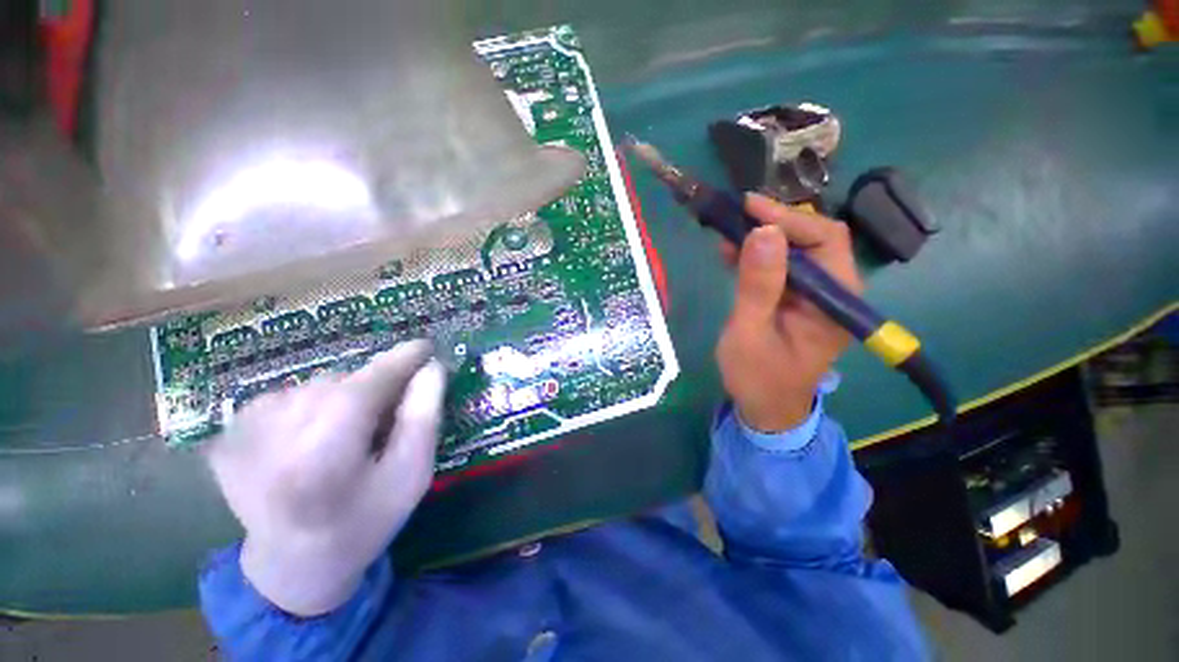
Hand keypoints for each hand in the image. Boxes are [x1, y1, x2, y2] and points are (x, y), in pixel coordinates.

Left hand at [206, 340, 446, 615]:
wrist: (292, 565)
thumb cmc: (364, 522)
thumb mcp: (411, 476)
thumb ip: (423, 419)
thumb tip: (431, 369)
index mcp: (323, 456)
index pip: (368, 384)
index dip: (401, 360)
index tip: (427, 346)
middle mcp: (273, 439)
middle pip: (341, 383)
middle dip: (374, 388)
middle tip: (388, 416)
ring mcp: (242, 436)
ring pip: (314, 386)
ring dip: (342, 398)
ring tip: (349, 434)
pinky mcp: (228, 436)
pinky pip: (287, 396)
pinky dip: (311, 405)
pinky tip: (314, 437)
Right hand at [717, 194, 862, 431]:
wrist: (766, 407)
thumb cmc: (758, 376)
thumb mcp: (751, 332)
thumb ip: (758, 285)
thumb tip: (762, 232)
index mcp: (834, 300)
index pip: (825, 240)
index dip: (789, 218)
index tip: (749, 207)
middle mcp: (833, 291)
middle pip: (813, 239)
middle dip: (774, 224)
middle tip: (734, 218)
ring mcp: (815, 295)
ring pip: (796, 251)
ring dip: (762, 239)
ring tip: (727, 236)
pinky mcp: (797, 300)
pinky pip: (782, 268)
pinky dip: (757, 257)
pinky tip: (733, 255)